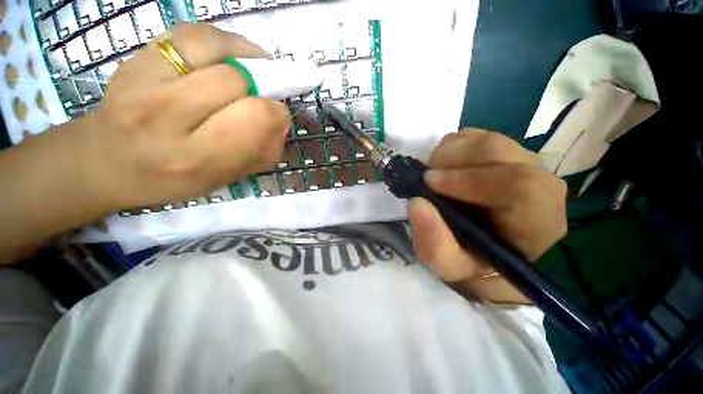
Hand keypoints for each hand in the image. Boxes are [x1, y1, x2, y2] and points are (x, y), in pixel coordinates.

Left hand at [79, 23, 290, 209]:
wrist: (107, 159)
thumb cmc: (172, 178)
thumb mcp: (225, 178)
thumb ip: (261, 153)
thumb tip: (281, 121)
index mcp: (196, 157)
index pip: (256, 118)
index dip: (277, 113)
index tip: (278, 116)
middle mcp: (165, 117)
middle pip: (237, 81)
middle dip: (261, 88)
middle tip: (262, 97)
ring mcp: (143, 80)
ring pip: (214, 49)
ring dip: (244, 58)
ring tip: (251, 70)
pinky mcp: (135, 56)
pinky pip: (190, 33)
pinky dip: (220, 40)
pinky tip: (227, 56)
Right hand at [407, 128, 566, 301]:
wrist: (491, 251)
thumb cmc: (477, 264)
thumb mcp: (451, 267)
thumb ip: (435, 244)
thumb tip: (416, 202)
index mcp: (537, 221)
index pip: (517, 184)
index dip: (466, 179)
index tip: (428, 184)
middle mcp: (539, 183)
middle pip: (496, 149)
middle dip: (450, 159)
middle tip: (426, 178)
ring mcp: (523, 162)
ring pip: (484, 139)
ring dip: (449, 153)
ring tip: (433, 175)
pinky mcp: (506, 153)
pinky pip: (477, 137)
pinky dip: (452, 148)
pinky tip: (445, 168)